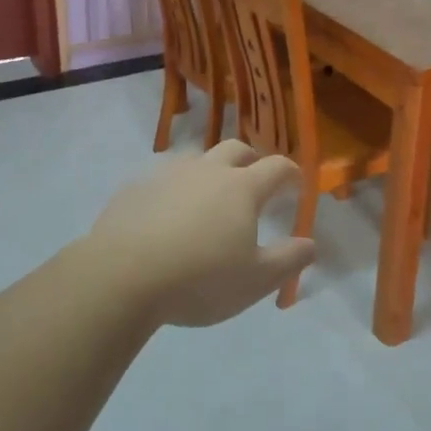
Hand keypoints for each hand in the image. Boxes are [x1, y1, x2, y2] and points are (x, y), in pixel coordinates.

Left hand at [83, 140, 316, 327]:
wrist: (120, 277)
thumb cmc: (199, 279)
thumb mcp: (255, 281)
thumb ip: (289, 260)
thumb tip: (310, 244)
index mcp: (241, 188)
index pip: (277, 167)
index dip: (291, 174)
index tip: (296, 186)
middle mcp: (207, 170)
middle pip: (236, 149)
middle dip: (251, 161)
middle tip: (254, 183)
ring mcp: (167, 175)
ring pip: (196, 159)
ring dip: (210, 171)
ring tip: (208, 199)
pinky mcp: (135, 188)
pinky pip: (162, 180)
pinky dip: (174, 191)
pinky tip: (166, 217)